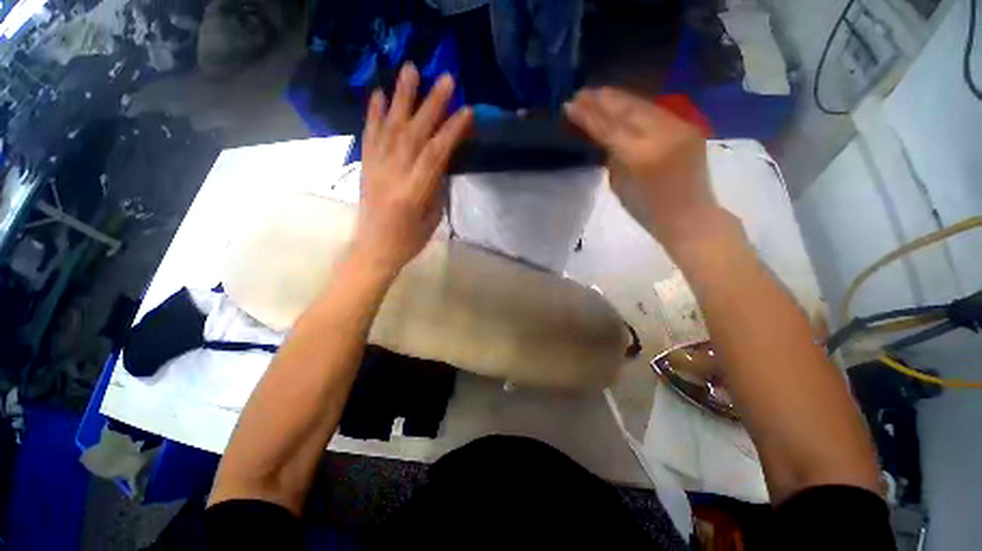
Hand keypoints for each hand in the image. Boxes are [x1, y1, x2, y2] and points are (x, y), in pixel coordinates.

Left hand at [351, 64, 471, 274]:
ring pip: (390, 127)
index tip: (467, 111)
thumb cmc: (409, 241)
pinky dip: (373, 113)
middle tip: (445, 78)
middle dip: (431, 104)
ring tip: (410, 69)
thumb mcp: (431, 219)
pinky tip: (378, 94)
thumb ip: (436, 187)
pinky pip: (369, 136)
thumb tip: (441, 161)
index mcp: (413, 193)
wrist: (373, 250)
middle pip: (413, 134)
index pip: (434, 155)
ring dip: (401, 97)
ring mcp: (375, 168)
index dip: (451, 132)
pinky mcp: (366, 167)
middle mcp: (392, 175)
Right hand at [565, 88, 720, 248]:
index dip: (588, 115)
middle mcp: (661, 135)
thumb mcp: (619, 185)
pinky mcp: (687, 127)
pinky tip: (624, 103)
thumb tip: (602, 137)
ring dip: (618, 99)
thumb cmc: (646, 210)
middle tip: (581, 93)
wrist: (688, 216)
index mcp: (639, 156)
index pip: (608, 128)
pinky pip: (656, 111)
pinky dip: (636, 106)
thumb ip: (610, 156)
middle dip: (602, 100)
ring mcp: (678, 127)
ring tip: (598, 94)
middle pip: (626, 110)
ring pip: (642, 105)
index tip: (570, 105)